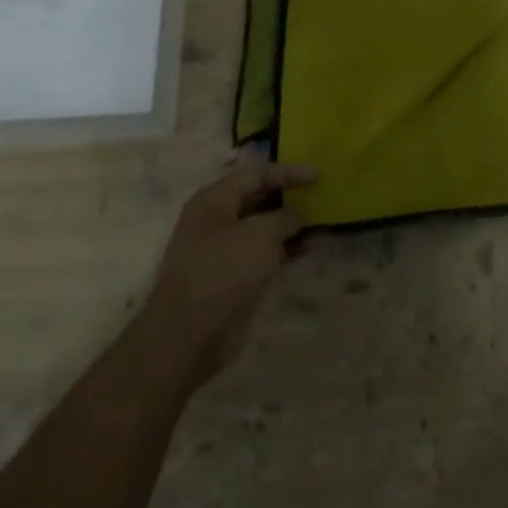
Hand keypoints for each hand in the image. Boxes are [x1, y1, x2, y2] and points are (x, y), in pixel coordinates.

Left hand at [143, 152, 315, 386]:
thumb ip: (285, 217)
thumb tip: (298, 213)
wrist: (188, 335)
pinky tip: (305, 251)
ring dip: (288, 226)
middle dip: (288, 197)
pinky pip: (260, 253)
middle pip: (257, 198)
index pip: (257, 174)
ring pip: (261, 228)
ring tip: (319, 224)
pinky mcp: (229, 277)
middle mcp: (215, 219)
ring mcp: (221, 249)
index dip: (289, 172)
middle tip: (319, 197)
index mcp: (215, 199)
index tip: (319, 175)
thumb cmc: (224, 271)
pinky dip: (282, 250)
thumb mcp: (262, 235)